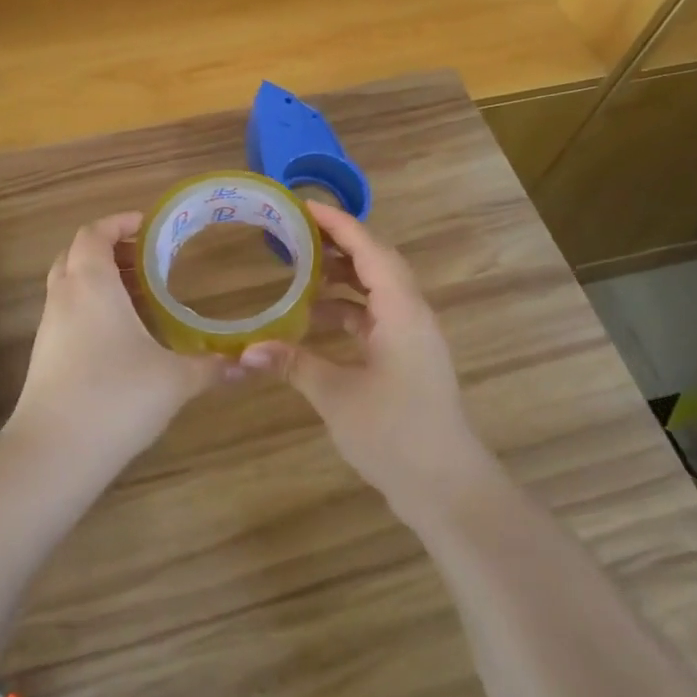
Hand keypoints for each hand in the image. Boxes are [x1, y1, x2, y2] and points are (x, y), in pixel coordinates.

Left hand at [5, 212, 230, 475]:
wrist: (53, 454)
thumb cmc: (116, 397)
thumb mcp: (174, 379)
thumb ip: (213, 367)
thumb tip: (250, 362)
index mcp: (92, 283)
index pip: (95, 232)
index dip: (118, 222)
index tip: (147, 225)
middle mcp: (65, 296)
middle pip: (77, 253)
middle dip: (109, 248)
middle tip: (147, 259)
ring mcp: (49, 327)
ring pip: (69, 283)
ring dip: (99, 278)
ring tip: (139, 294)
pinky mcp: (44, 355)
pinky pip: (67, 312)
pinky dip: (90, 307)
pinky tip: (120, 335)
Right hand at [240, 203, 494, 526]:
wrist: (449, 490)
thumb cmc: (396, 435)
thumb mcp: (338, 397)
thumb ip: (294, 364)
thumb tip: (246, 350)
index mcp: (402, 311)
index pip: (370, 249)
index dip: (338, 224)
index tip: (303, 206)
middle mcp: (412, 315)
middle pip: (376, 263)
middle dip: (338, 244)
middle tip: (296, 232)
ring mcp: (413, 338)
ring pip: (376, 290)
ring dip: (342, 278)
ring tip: (299, 269)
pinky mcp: (409, 359)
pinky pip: (376, 317)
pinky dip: (348, 310)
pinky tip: (315, 320)